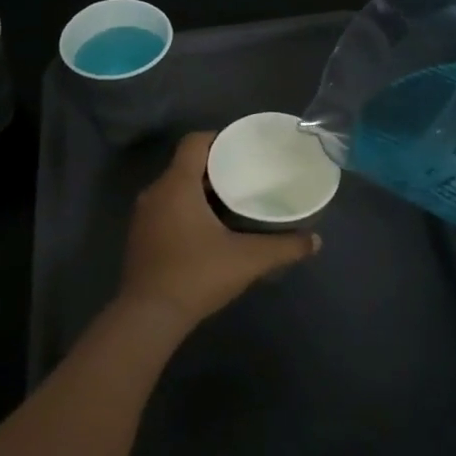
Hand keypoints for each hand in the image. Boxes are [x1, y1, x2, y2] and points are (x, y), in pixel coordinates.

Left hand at [120, 132, 320, 326]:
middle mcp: (155, 193)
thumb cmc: (196, 275)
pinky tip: (209, 229)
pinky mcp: (140, 237)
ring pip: (175, 188)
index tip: (243, 148)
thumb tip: (315, 241)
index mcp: (177, 185)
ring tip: (232, 200)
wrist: (148, 318)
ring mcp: (143, 216)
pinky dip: (187, 209)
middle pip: (186, 165)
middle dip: (215, 167)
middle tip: (246, 175)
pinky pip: (166, 208)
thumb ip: (283, 247)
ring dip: (200, 190)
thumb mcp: (247, 260)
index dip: (219, 138)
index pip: (194, 142)